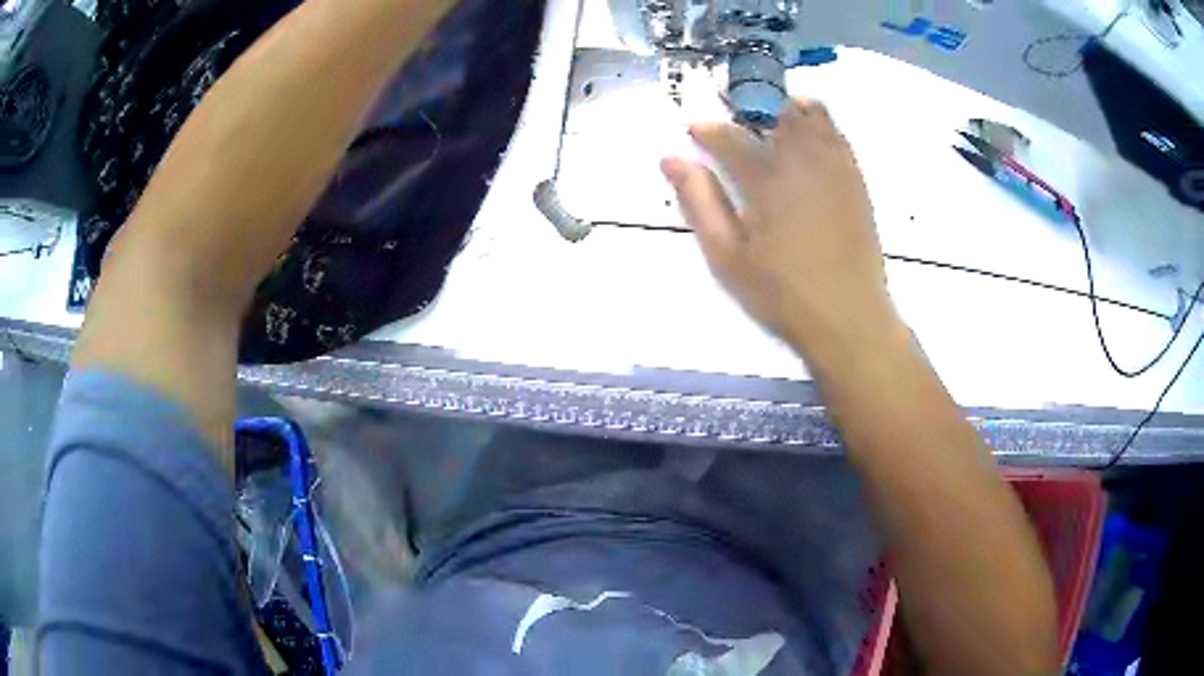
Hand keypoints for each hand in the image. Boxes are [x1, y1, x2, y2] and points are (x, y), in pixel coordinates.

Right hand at [662, 97, 898, 361]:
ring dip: (787, 110)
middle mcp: (803, 161)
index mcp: (766, 180)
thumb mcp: (727, 256)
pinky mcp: (856, 180)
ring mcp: (835, 168)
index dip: (707, 130)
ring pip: (812, 114)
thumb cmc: (781, 293)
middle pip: (776, 110)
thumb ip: (699, 202)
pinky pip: (837, 135)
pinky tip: (806, 146)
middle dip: (751, 107)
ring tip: (772, 126)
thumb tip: (671, 160)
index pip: (730, 136)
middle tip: (736, 121)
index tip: (694, 131)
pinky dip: (817, 127)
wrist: (848, 316)